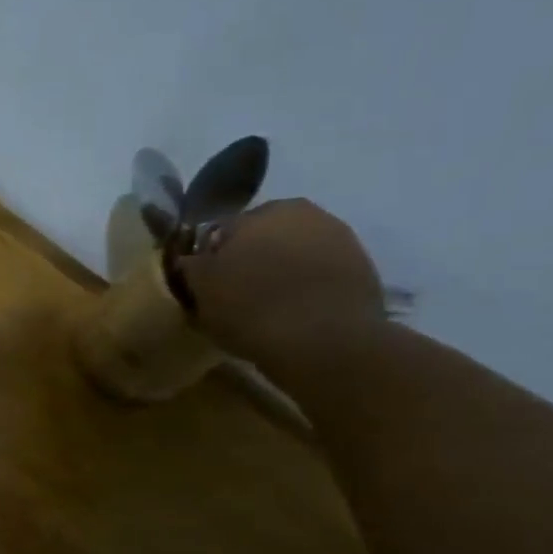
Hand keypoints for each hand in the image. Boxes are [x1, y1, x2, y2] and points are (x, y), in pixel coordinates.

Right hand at [175, 198, 385, 367]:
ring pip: (292, 254)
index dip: (209, 260)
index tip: (206, 286)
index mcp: (257, 212)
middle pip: (261, 237)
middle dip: (249, 259)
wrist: (325, 341)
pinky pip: (318, 274)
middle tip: (236, 296)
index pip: (219, 231)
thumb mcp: (201, 289)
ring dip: (279, 272)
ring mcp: (337, 237)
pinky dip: (305, 287)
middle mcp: (301, 212)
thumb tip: (190, 259)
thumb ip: (190, 266)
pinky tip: (295, 314)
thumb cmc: (250, 308)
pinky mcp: (361, 266)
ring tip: (267, 308)